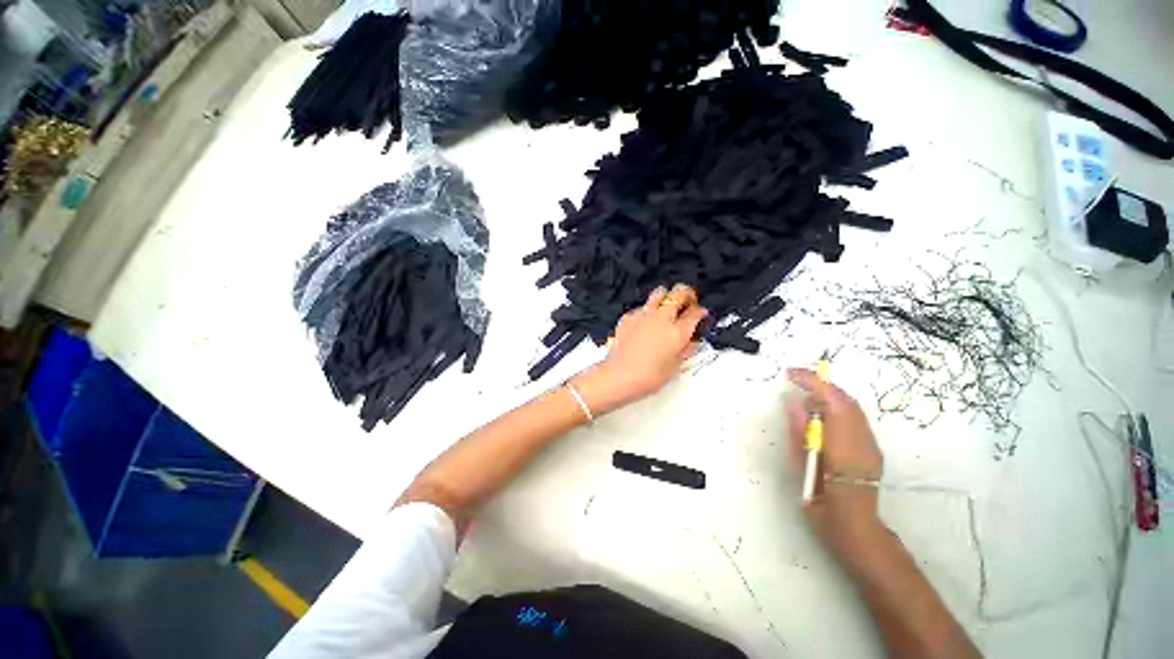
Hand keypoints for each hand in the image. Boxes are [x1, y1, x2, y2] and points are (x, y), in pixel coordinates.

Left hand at [572, 284, 707, 415]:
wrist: (619, 375)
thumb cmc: (648, 376)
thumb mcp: (674, 367)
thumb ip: (686, 350)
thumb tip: (692, 341)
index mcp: (677, 332)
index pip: (695, 313)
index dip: (700, 312)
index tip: (700, 314)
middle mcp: (662, 318)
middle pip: (679, 293)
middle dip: (687, 294)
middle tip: (687, 303)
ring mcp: (643, 315)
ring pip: (659, 292)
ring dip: (667, 296)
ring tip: (667, 307)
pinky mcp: (628, 317)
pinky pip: (641, 306)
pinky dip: (647, 310)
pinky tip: (645, 323)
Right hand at [786, 368, 885, 557]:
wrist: (856, 528)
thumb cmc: (823, 503)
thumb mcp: (803, 467)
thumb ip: (800, 433)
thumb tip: (793, 403)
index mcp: (844, 444)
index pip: (832, 400)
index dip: (812, 381)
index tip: (790, 374)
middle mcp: (863, 440)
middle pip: (845, 399)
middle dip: (820, 384)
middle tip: (794, 381)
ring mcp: (871, 444)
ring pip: (852, 407)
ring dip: (828, 394)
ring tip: (804, 395)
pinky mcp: (872, 448)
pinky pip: (855, 417)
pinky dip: (836, 407)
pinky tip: (821, 414)